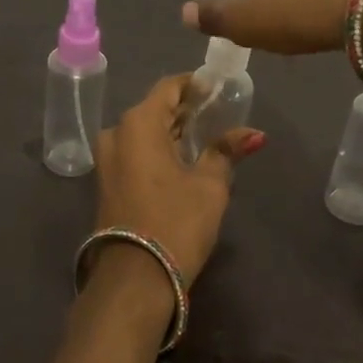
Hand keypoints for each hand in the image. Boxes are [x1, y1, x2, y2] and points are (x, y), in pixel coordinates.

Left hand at [92, 74, 265, 288]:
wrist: (135, 278)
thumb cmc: (176, 221)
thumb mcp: (210, 185)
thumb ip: (226, 152)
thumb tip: (254, 134)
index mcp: (139, 123)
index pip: (169, 87)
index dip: (195, 85)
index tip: (218, 88)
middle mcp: (117, 133)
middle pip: (155, 109)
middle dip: (186, 110)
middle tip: (218, 113)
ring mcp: (108, 159)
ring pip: (145, 133)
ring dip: (173, 132)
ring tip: (206, 137)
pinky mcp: (108, 183)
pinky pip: (136, 153)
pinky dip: (160, 150)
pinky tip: (184, 160)